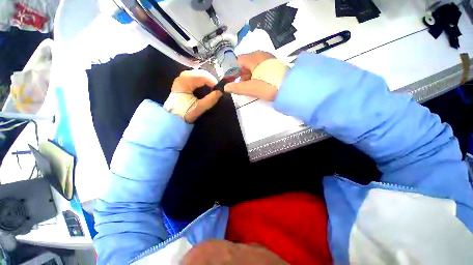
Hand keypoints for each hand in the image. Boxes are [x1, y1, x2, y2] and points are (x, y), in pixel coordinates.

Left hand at [167, 70, 221, 122]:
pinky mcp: (182, 82)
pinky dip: (201, 80)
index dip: (212, 81)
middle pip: (199, 73)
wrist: (172, 117)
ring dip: (206, 79)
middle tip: (217, 87)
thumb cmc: (185, 113)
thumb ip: (210, 100)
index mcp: (184, 82)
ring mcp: (181, 79)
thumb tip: (220, 92)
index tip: (219, 88)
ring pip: (197, 74)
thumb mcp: (199, 108)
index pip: (201, 76)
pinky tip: (205, 85)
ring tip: (212, 86)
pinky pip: (194, 77)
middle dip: (210, 79)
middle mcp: (182, 77)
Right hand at [224, 51, 278, 101]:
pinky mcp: (273, 64)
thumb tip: (225, 87)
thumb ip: (237, 87)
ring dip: (249, 75)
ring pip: (253, 65)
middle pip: (245, 63)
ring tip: (250, 86)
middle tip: (242, 86)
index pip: (237, 61)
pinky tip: (259, 83)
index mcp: (253, 58)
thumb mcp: (251, 88)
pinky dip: (256, 74)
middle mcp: (260, 54)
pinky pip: (260, 67)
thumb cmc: (269, 86)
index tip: (233, 81)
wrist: (291, 88)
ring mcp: (268, 58)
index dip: (233, 71)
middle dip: (241, 74)